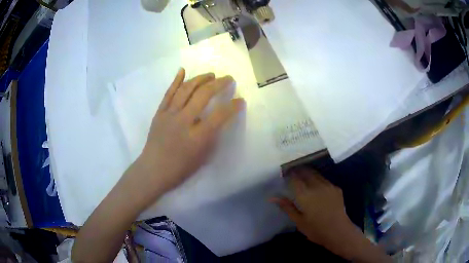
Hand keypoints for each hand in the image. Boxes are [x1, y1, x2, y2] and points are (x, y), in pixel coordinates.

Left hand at [136, 68, 244, 196]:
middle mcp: (183, 121)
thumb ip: (212, 136)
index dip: (233, 106)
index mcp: (197, 136)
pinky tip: (183, 70)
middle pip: (203, 95)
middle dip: (219, 84)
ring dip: (200, 79)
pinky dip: (176, 80)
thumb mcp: (202, 157)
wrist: (153, 170)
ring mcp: (169, 114)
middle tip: (228, 79)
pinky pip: (168, 93)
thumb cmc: (180, 168)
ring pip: (186, 89)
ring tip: (211, 75)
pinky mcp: (159, 113)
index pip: (220, 115)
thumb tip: (218, 119)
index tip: (241, 100)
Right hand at [272, 168, 356, 256]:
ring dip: (308, 173)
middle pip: (306, 172)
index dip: (288, 174)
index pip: (294, 178)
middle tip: (292, 173)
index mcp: (305, 195)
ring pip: (316, 174)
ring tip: (303, 177)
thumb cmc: (316, 230)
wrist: (339, 231)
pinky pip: (324, 180)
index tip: (284, 173)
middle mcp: (317, 186)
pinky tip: (316, 186)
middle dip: (298, 170)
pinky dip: (318, 179)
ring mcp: (328, 186)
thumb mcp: (298, 221)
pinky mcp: (336, 188)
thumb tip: (272, 197)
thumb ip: (287, 207)